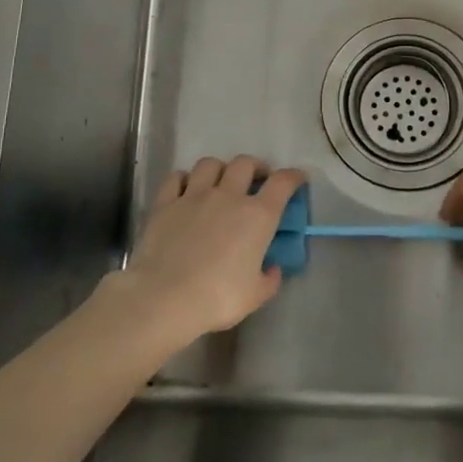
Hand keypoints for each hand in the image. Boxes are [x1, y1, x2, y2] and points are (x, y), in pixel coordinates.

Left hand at [111, 155, 301, 348]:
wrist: (164, 298)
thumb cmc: (217, 298)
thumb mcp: (255, 296)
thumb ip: (269, 279)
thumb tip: (272, 268)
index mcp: (258, 216)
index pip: (282, 182)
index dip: (293, 176)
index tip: (298, 178)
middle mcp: (228, 196)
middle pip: (245, 163)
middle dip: (255, 167)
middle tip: (256, 180)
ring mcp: (194, 195)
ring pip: (210, 164)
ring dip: (220, 169)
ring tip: (219, 182)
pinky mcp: (166, 203)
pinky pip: (176, 177)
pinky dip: (184, 179)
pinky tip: (185, 190)